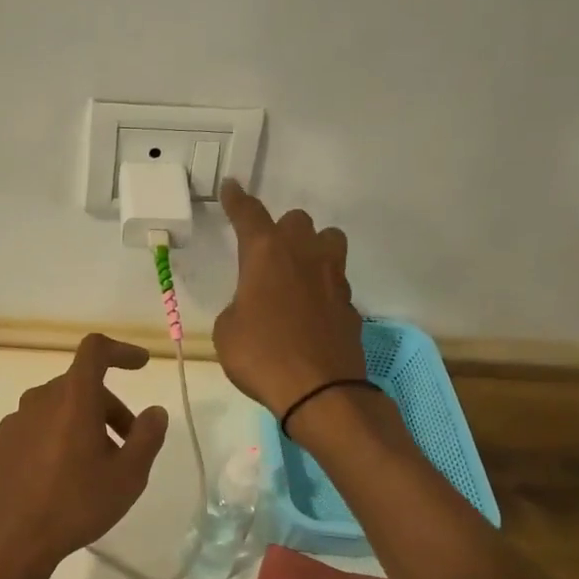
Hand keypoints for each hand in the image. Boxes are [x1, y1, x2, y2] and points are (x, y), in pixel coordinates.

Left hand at [0, 334, 169, 578]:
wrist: (12, 543)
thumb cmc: (77, 504)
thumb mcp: (128, 475)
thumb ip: (148, 436)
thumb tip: (154, 412)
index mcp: (72, 398)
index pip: (95, 350)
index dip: (120, 351)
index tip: (140, 364)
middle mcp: (38, 400)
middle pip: (79, 386)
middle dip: (109, 407)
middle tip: (128, 443)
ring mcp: (13, 423)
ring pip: (55, 410)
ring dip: (80, 425)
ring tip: (94, 465)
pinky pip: (34, 431)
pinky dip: (54, 441)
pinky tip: (60, 477)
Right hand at [215, 179, 366, 416]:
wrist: (320, 391)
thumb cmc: (260, 356)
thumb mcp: (227, 331)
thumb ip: (238, 306)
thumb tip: (253, 306)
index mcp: (266, 255)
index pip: (249, 215)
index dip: (238, 200)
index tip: (232, 187)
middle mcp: (303, 256)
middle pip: (297, 220)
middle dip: (281, 230)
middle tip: (267, 254)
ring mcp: (333, 279)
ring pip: (329, 241)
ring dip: (312, 248)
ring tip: (297, 273)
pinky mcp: (351, 305)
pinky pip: (336, 282)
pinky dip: (322, 288)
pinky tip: (310, 313)